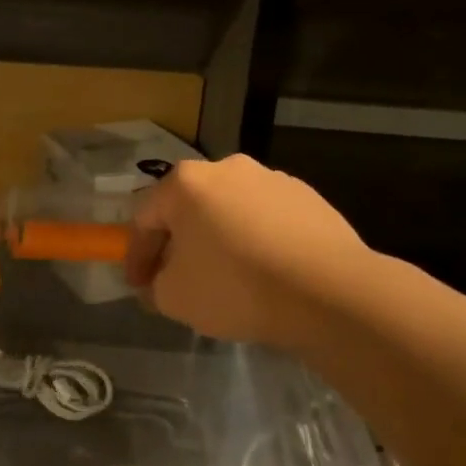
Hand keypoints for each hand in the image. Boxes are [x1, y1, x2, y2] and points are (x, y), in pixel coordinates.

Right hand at [126, 155, 370, 352]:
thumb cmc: (236, 287)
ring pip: (230, 212)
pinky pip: (266, 220)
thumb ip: (155, 286)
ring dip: (219, 240)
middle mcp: (227, 167)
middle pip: (189, 208)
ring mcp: (272, 178)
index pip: (145, 218)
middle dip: (178, 244)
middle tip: (178, 280)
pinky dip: (256, 242)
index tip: (139, 286)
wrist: (329, 291)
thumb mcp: (175, 298)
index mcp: (186, 183)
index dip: (136, 256)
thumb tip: (160, 282)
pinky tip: (265, 274)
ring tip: (227, 279)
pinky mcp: (308, 196)